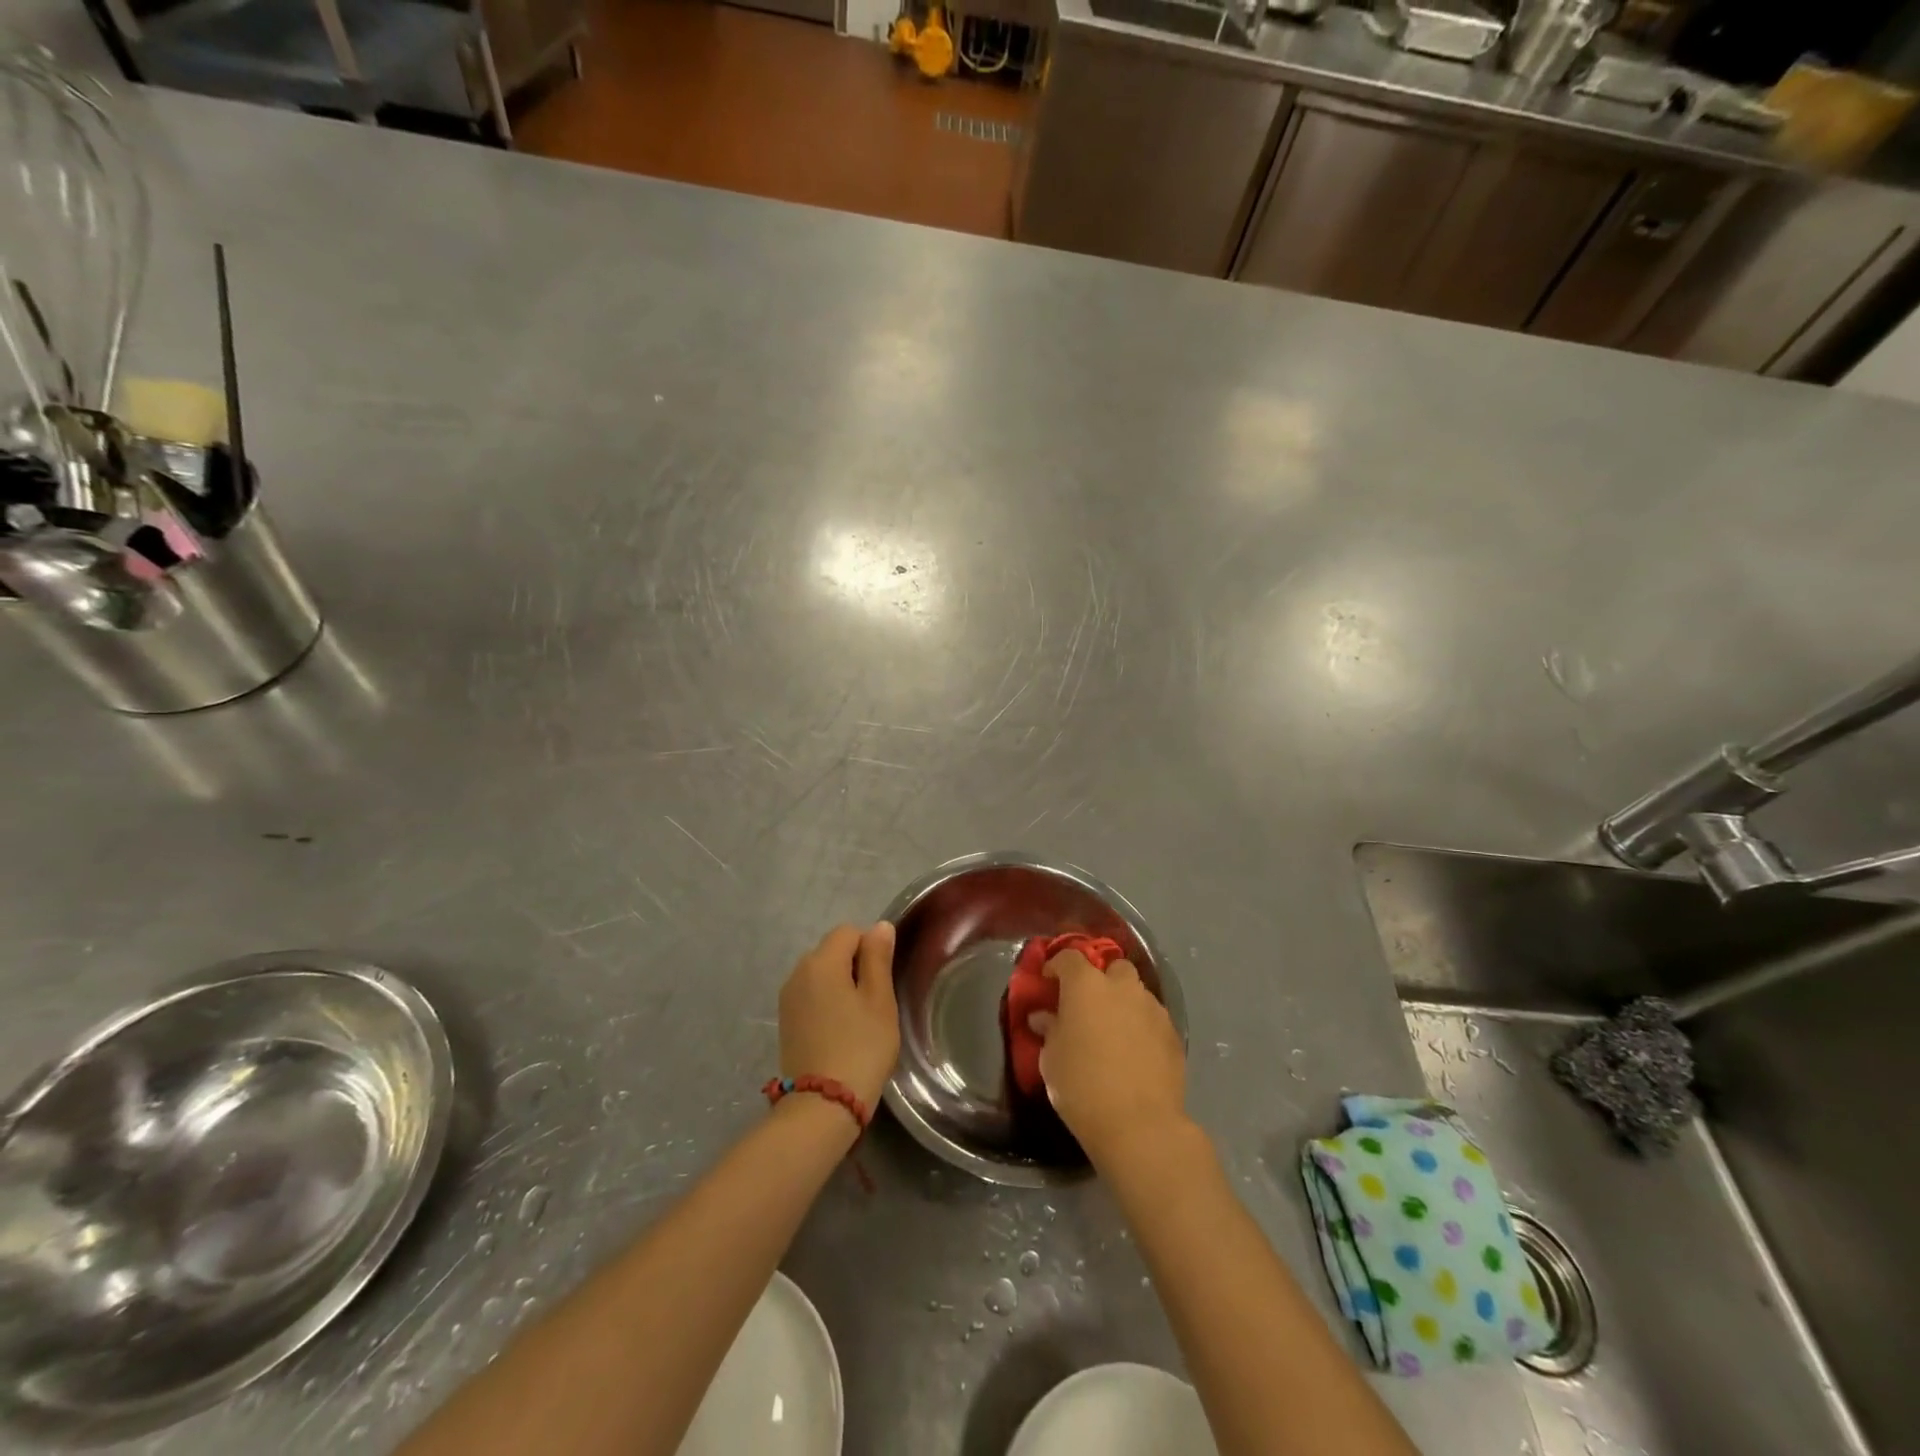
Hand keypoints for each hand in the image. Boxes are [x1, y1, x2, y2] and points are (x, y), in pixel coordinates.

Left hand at [778, 922, 899, 1110]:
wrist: (823, 1105)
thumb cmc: (861, 1047)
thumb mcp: (879, 1000)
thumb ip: (878, 958)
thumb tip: (879, 926)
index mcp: (821, 962)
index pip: (849, 932)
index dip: (870, 948)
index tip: (882, 980)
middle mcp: (798, 972)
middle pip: (832, 951)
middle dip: (854, 966)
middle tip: (874, 1002)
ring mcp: (787, 998)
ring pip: (821, 974)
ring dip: (840, 985)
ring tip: (858, 1019)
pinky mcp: (785, 1021)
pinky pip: (810, 996)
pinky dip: (826, 1003)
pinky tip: (839, 1031)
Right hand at [1030, 950, 1187, 1167]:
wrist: (1140, 1125)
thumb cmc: (1082, 1087)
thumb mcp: (1051, 1059)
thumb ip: (1049, 1030)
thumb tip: (1045, 1017)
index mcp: (1086, 985)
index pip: (1069, 957)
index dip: (1056, 966)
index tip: (1048, 983)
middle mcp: (1121, 987)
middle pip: (1112, 967)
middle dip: (1101, 979)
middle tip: (1088, 1006)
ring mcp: (1152, 1008)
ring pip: (1136, 992)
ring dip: (1123, 1002)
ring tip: (1114, 1031)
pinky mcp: (1173, 1033)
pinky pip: (1152, 1018)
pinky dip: (1141, 1026)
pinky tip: (1135, 1052)